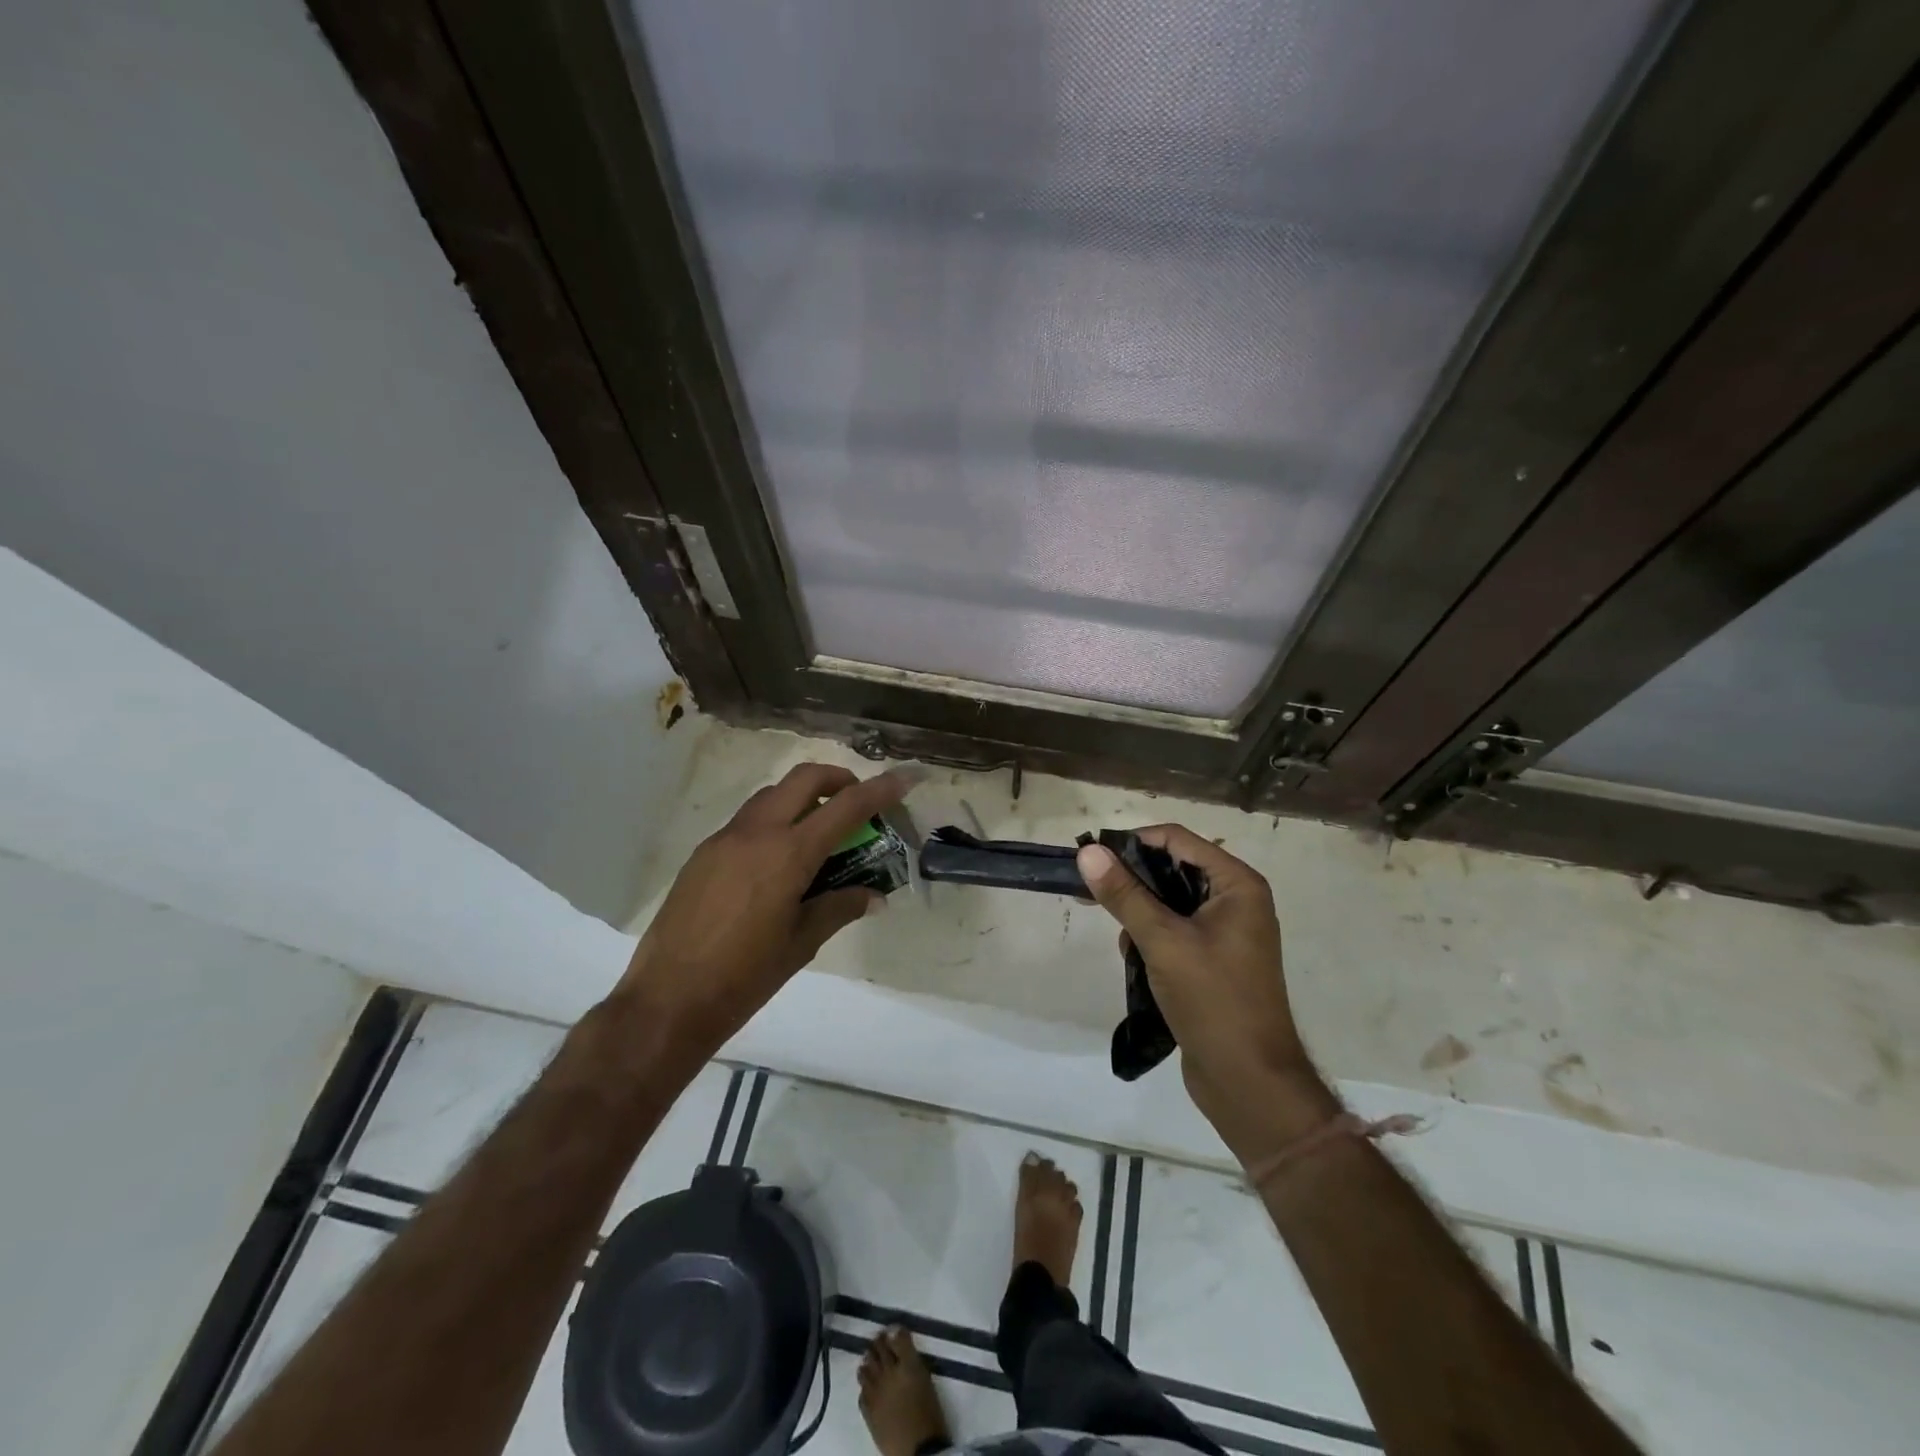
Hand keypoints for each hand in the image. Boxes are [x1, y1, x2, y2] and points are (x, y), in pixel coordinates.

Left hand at [615, 763, 905, 1062]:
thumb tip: (874, 896)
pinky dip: (773, 822)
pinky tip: (777, 862)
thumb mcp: (802, 943)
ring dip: (802, 798)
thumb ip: (840, 908)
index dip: (880, 790)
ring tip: (818, 832)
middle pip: (803, 778)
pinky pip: (746, 821)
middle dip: (837, 779)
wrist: (668, 1000)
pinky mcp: (703, 854)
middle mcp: (756, 833)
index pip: (846, 807)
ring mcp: (724, 840)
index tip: (904, 778)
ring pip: (771, 796)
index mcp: (788, 854)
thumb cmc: (745, 976)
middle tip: (856, 801)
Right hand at [1076, 828, 1332, 1159]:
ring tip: (1126, 943)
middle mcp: (1235, 900)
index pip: (1177, 839)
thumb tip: (1087, 851)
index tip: (1093, 860)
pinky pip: (1174, 930)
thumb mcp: (1163, 941)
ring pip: (1169, 901)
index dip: (1133, 843)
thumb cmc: (1213, 1000)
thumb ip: (1124, 894)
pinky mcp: (1213, 960)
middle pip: (1172, 868)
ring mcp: (1226, 932)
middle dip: (1134, 882)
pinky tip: (1137, 962)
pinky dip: (1151, 938)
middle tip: (1093, 895)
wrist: (1249, 1081)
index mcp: (1236, 884)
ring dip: (1141, 915)